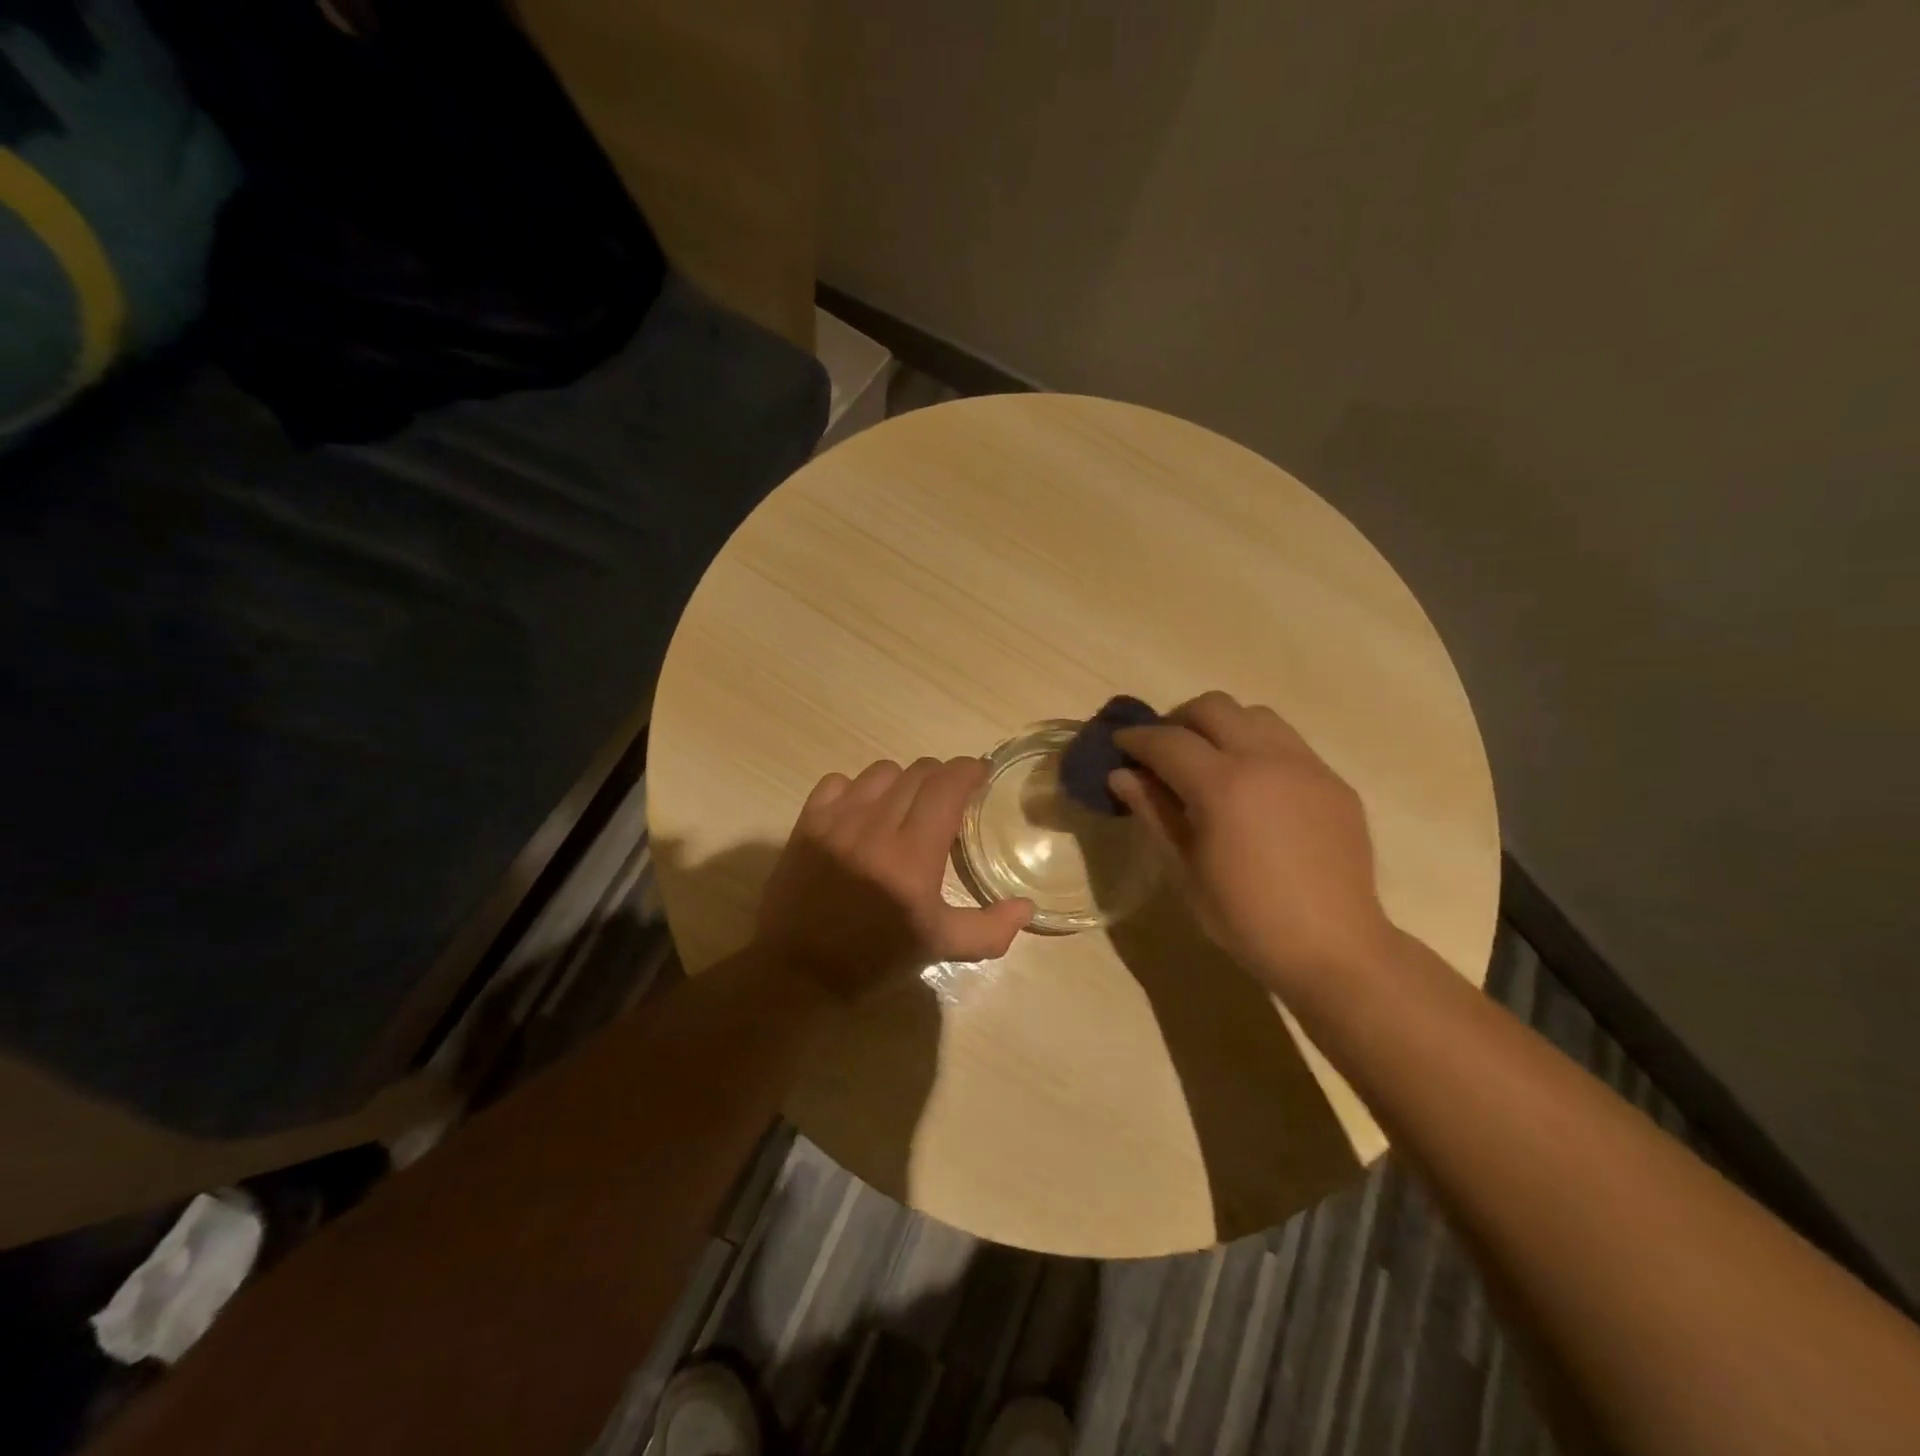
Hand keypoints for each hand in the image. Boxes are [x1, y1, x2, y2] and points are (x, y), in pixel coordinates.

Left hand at [755, 757, 1034, 1000]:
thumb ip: (989, 928)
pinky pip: (839, 782)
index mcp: (913, 855)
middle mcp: (877, 827)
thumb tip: (1027, 908)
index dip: (969, 771)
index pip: (947, 785)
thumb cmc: (875, 958)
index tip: (979, 777)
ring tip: (905, 805)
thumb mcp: (939, 947)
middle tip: (947, 800)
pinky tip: (862, 813)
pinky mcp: (808, 823)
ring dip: (902, 781)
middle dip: (941, 778)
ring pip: (881, 772)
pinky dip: (857, 789)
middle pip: (918, 772)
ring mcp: (838, 821)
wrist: (799, 971)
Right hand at [1111, 692, 1394, 995]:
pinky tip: (1252, 786)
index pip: (1167, 740)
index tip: (1120, 743)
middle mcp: (1266, 760)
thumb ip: (1154, 812)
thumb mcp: (1186, 869)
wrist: (1333, 947)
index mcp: (1223, 786)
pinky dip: (1257, 747)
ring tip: (1209, 760)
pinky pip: (1287, 742)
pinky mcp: (1332, 780)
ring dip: (1221, 726)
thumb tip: (1121, 775)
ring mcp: (1306, 766)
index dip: (1137, 738)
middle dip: (1178, 721)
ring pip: (1254, 715)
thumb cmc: (1246, 918)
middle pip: (1213, 707)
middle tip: (1163, 751)